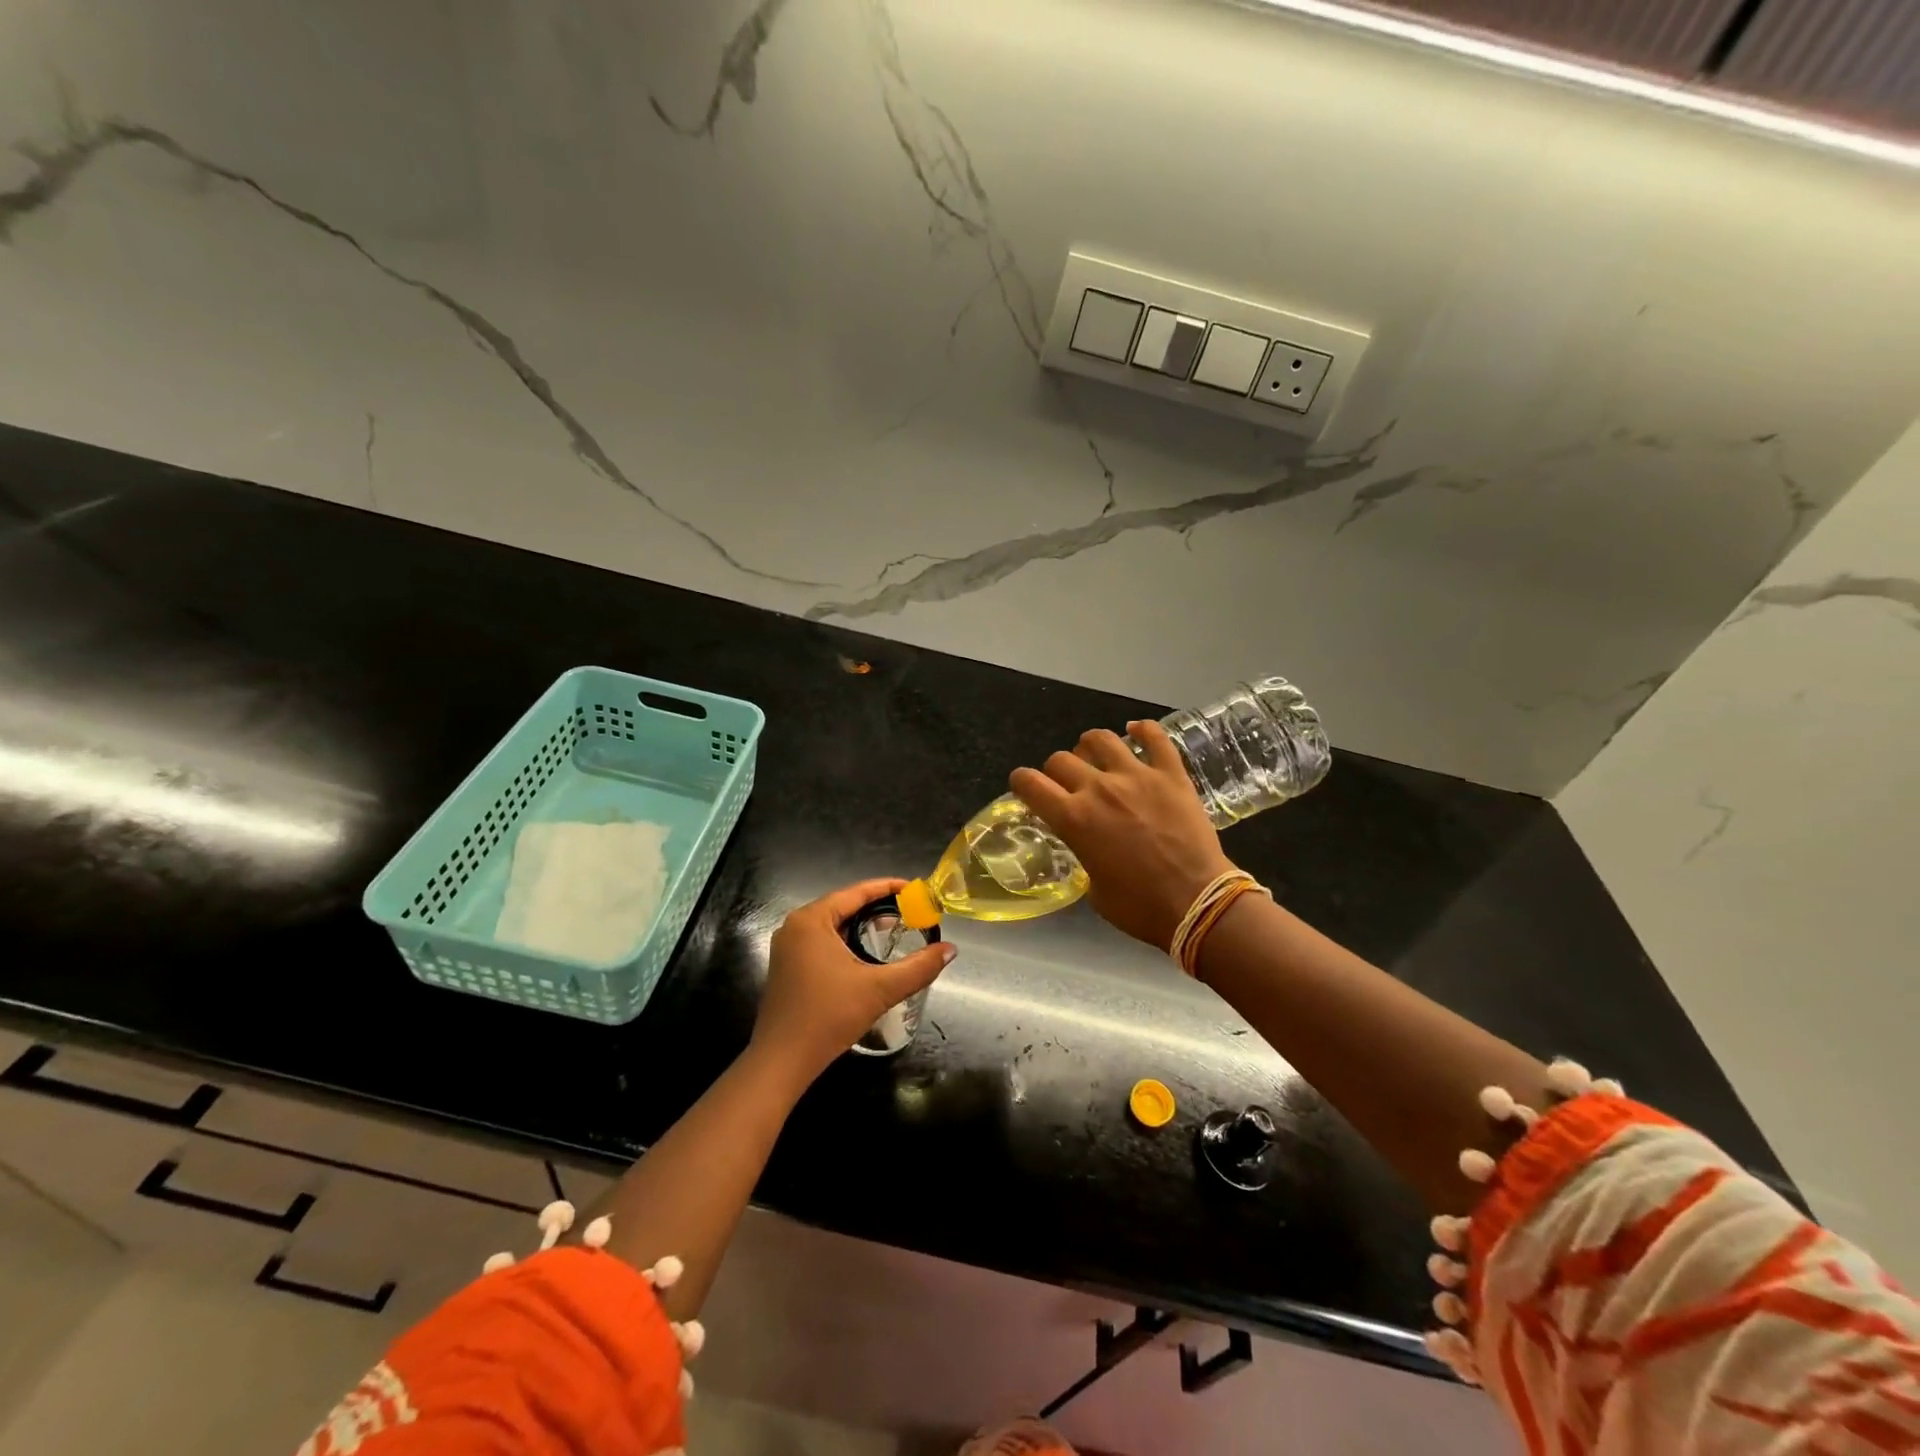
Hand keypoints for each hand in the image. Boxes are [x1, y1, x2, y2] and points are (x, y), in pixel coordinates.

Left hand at [751, 878, 955, 1085]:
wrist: (781, 1062)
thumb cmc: (827, 1017)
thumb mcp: (879, 989)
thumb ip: (918, 968)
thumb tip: (951, 950)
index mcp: (811, 920)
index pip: (856, 892)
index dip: (889, 888)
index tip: (916, 889)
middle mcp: (796, 926)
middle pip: (844, 905)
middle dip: (878, 907)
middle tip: (911, 910)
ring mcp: (788, 947)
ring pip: (833, 925)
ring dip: (862, 925)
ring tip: (895, 929)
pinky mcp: (788, 967)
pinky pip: (823, 941)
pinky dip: (847, 940)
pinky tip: (867, 954)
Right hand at [1009, 721, 1235, 950]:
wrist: (1198, 903)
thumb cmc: (1140, 908)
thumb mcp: (1093, 889)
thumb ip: (1083, 855)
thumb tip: (1088, 846)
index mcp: (1074, 819)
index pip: (1030, 783)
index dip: (1021, 782)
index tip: (1026, 788)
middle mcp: (1099, 789)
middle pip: (1061, 759)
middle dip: (1056, 771)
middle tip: (1068, 785)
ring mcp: (1137, 776)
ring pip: (1101, 739)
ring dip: (1091, 746)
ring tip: (1098, 757)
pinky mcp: (1171, 774)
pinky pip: (1155, 737)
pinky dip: (1143, 730)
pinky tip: (1138, 732)